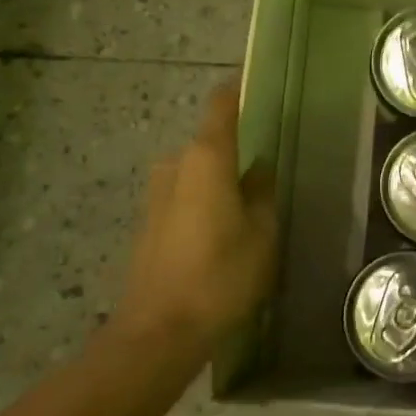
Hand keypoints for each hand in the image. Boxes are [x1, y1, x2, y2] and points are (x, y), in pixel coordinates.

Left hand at [108, 80, 277, 363]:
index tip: (258, 84)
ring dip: (219, 180)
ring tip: (248, 205)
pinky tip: (222, 230)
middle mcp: (175, 164)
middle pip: (209, 142)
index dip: (238, 91)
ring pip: (196, 172)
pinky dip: (204, 201)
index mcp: (206, 157)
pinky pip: (184, 195)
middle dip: (236, 150)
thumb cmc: (220, 275)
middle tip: (268, 168)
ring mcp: (156, 193)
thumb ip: (263, 192)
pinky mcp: (148, 221)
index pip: (221, 105)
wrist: (159, 330)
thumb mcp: (261, 234)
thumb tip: (261, 168)